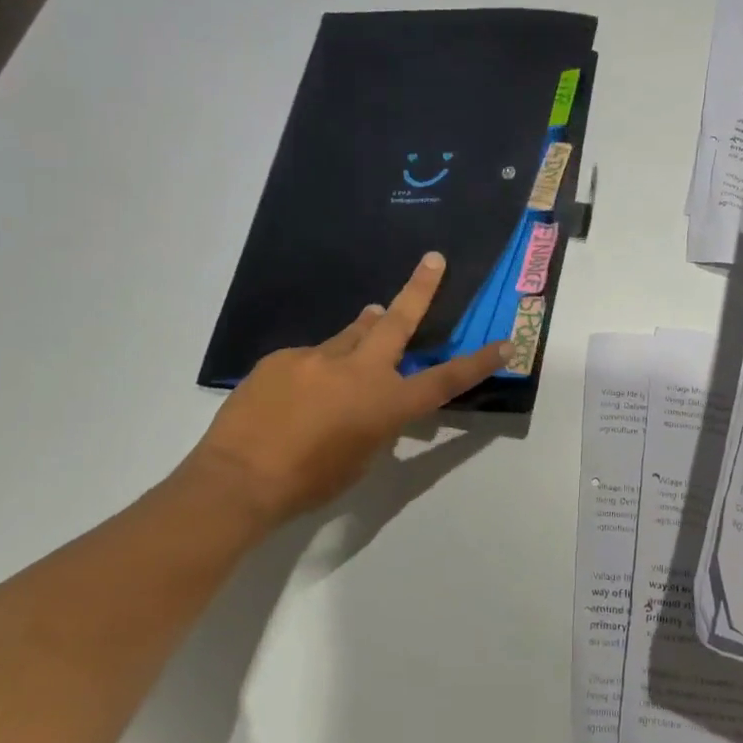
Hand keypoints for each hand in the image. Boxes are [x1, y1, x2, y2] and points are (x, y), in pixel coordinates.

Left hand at [185, 253, 507, 524]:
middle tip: (433, 260)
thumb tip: (370, 396)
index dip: (478, 363)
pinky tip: (297, 392)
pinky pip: (309, 357)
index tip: (504, 344)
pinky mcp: (283, 357)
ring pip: (351, 334)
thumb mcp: (360, 458)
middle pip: (396, 321)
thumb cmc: (308, 483)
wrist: (238, 479)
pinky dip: (315, 368)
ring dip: (365, 329)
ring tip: (372, 319)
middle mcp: (359, 371)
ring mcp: (318, 358)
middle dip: (420, 288)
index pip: (444, 380)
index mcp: (386, 404)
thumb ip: (374, 422)